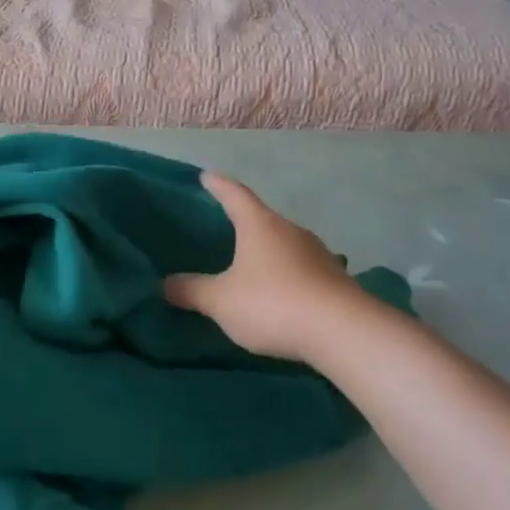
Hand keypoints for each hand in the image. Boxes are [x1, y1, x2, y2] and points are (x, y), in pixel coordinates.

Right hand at [164, 172, 389, 363]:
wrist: (343, 332)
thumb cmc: (273, 303)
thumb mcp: (221, 300)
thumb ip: (191, 290)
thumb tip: (165, 284)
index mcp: (259, 224)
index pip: (234, 194)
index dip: (217, 185)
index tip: (205, 177)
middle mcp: (290, 230)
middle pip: (262, 218)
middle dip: (243, 222)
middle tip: (223, 228)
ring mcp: (318, 254)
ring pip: (284, 244)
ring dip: (267, 251)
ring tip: (250, 265)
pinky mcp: (334, 279)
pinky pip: (301, 269)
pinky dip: (286, 275)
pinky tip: (279, 292)